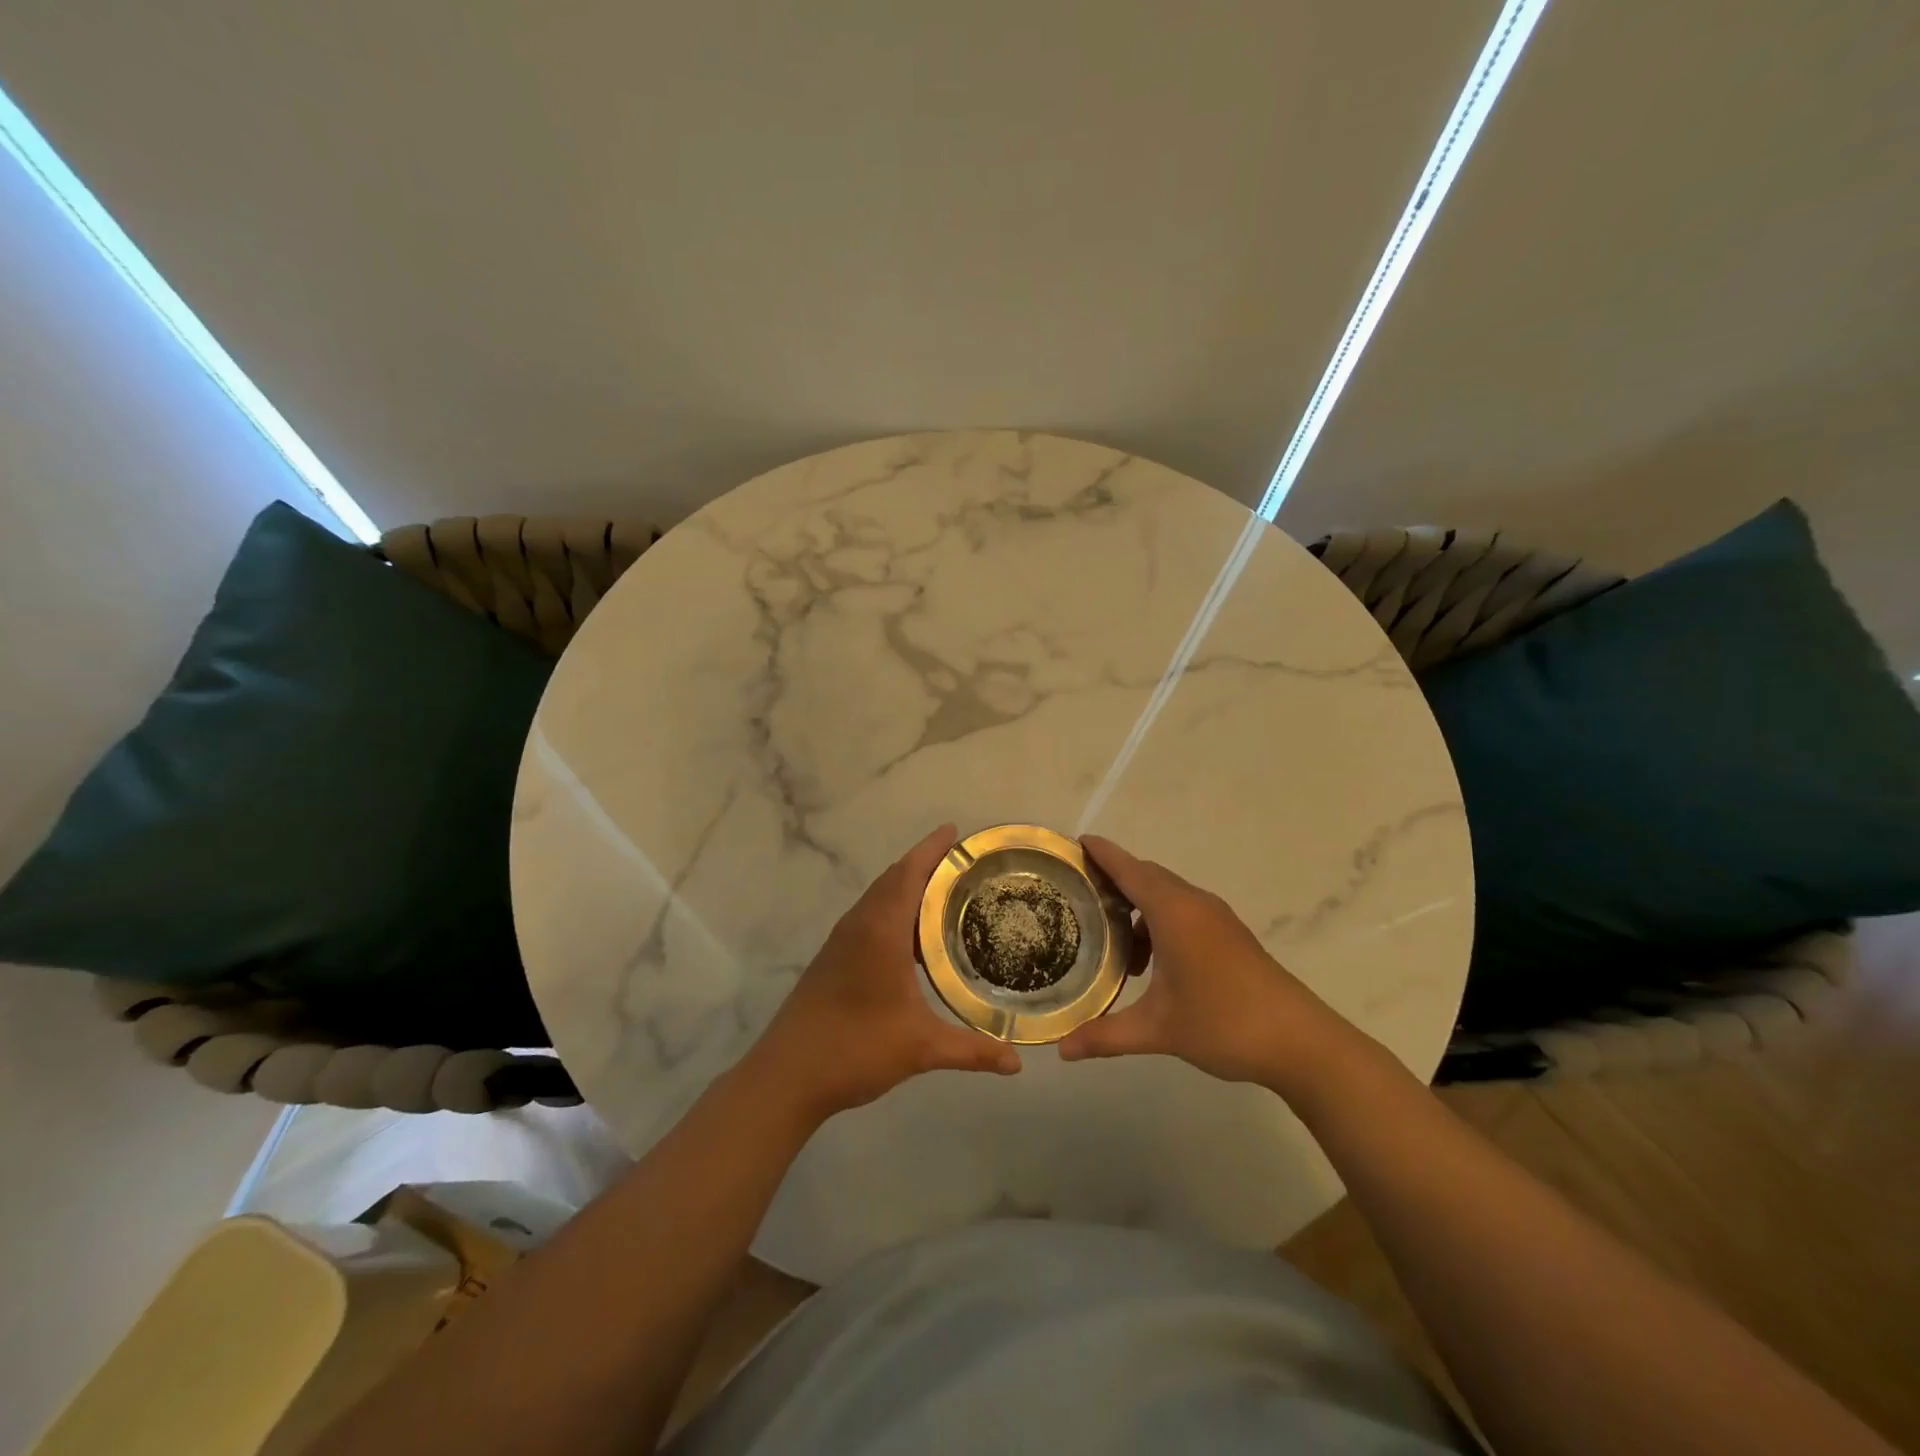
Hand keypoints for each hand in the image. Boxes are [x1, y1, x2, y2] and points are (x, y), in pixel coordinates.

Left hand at [743, 825, 1021, 1122]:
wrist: (787, 1074)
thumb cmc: (855, 1048)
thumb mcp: (921, 1047)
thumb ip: (971, 1050)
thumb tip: (1017, 1063)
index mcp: (880, 930)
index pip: (909, 873)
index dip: (932, 849)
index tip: (955, 831)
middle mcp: (859, 925)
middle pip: (894, 879)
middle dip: (925, 864)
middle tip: (963, 863)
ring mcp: (842, 940)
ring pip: (879, 898)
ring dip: (908, 887)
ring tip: (946, 893)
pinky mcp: (834, 958)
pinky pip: (870, 916)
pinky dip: (894, 910)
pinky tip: (915, 937)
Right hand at [1058, 836, 1367, 1095]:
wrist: (1300, 1042)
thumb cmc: (1223, 1023)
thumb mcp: (1158, 1030)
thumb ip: (1106, 1035)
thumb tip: (1060, 1049)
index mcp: (1173, 912)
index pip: (1128, 869)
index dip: (1102, 853)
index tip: (1076, 841)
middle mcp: (1194, 904)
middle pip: (1147, 877)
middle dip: (1114, 881)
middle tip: (1079, 895)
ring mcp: (1216, 918)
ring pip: (1167, 896)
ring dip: (1138, 909)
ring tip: (1113, 944)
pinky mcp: (1230, 935)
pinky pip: (1184, 912)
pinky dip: (1159, 923)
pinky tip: (1151, 964)